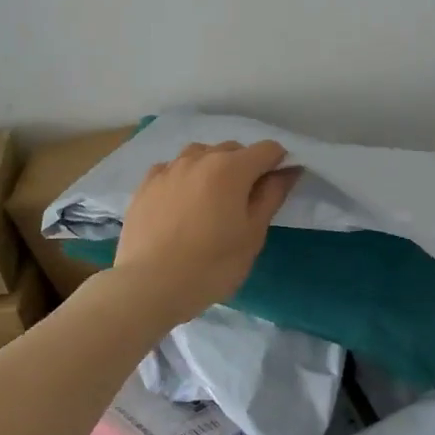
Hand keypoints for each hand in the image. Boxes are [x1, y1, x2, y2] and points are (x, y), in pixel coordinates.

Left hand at [113, 141, 300, 324]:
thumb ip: (272, 196)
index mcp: (231, 168)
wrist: (148, 286)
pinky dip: (184, 178)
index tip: (276, 189)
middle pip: (233, 149)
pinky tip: (181, 204)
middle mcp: (200, 157)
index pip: (268, 149)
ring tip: (211, 201)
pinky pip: (173, 169)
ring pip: (201, 155)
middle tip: (244, 203)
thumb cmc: (211, 265)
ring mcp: (169, 168)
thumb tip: (288, 170)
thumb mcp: (253, 235)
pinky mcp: (146, 184)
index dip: (279, 164)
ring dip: (213, 168)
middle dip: (246, 167)